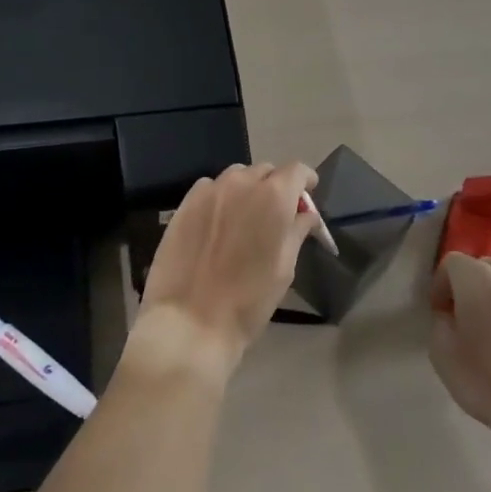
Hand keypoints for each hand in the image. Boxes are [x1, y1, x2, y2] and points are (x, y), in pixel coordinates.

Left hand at [129, 162, 319, 383]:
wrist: (191, 321)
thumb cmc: (249, 300)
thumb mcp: (285, 268)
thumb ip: (296, 231)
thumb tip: (305, 214)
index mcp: (274, 197)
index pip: (297, 170)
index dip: (305, 181)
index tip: (305, 197)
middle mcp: (242, 183)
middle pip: (266, 171)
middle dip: (276, 186)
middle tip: (275, 215)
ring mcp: (210, 191)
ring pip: (237, 176)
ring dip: (247, 189)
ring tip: (244, 219)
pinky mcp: (185, 203)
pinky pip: (210, 188)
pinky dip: (220, 197)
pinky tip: (217, 224)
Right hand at [429, 253, 490, 445]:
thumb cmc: (484, 376)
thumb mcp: (441, 351)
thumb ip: (440, 322)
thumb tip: (450, 317)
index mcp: (477, 278)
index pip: (451, 262)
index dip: (439, 284)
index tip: (438, 311)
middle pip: (481, 267)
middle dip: (466, 286)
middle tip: (459, 317)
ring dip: (490, 299)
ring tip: (485, 332)